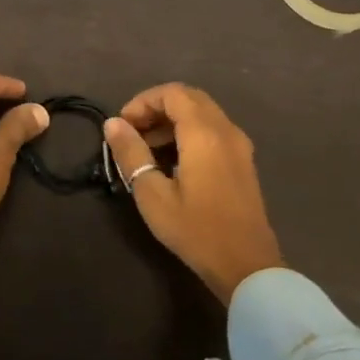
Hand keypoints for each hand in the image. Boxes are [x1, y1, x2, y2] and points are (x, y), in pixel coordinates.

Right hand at [104, 83, 282, 304]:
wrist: (246, 265)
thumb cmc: (195, 230)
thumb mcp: (152, 194)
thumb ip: (131, 154)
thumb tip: (113, 124)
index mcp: (204, 133)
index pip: (172, 93)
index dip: (143, 102)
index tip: (123, 125)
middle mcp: (226, 130)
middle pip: (189, 98)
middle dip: (157, 108)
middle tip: (133, 132)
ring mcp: (239, 146)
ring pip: (203, 114)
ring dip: (173, 121)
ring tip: (147, 149)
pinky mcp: (243, 162)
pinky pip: (214, 131)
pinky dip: (190, 133)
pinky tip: (172, 161)